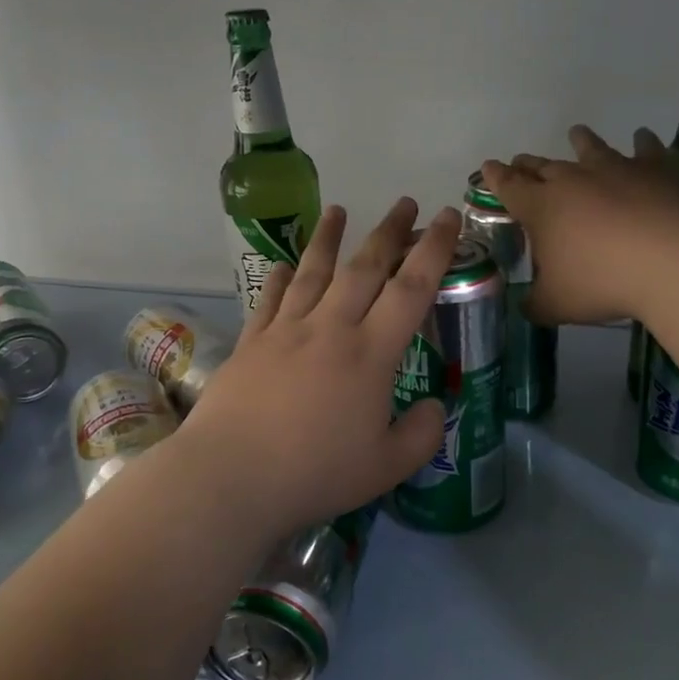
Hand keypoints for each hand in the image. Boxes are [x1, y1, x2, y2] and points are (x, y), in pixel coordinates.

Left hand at [173, 199, 458, 542]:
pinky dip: (279, 278)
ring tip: (338, 209)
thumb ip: (421, 434)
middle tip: (405, 203)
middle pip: (364, 267)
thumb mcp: (387, 467)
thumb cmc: (314, 473)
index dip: (434, 249)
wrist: (230, 476)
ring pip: (313, 272)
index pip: (411, 288)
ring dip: (329, 237)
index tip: (448, 217)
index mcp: (370, 353)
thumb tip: (433, 407)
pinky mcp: (251, 343)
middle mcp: (330, 328)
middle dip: (389, 231)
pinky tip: (282, 265)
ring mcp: (286, 331)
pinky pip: (269, 299)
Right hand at [482, 125, 678, 325]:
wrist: (673, 261)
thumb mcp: (556, 305)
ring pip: (590, 148)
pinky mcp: (655, 170)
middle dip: (528, 164)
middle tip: (521, 161)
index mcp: (540, 207)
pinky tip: (642, 136)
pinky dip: (641, 142)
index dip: (495, 177)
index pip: (508, 186)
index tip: (487, 167)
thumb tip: (526, 305)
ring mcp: (615, 169)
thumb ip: (535, 304)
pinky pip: (645, 150)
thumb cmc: (602, 282)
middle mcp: (572, 180)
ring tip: (576, 133)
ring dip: (580, 141)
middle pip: (543, 166)